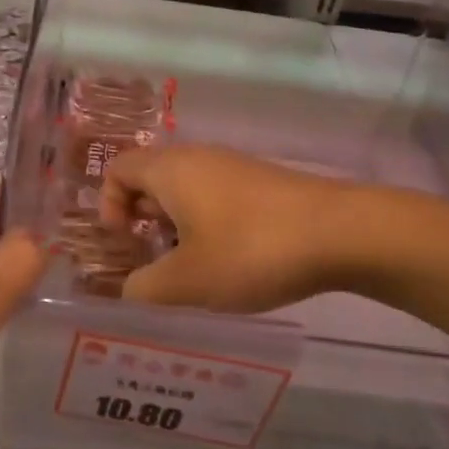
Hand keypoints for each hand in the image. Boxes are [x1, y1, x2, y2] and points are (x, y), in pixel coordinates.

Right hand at [99, 145, 351, 312]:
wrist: (341, 232)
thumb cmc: (250, 250)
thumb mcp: (187, 282)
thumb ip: (144, 289)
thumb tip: (129, 290)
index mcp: (170, 170)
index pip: (117, 168)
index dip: (107, 204)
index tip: (124, 243)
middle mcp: (198, 158)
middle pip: (150, 179)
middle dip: (141, 220)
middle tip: (152, 261)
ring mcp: (234, 168)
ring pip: (186, 191)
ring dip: (176, 226)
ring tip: (190, 269)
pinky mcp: (263, 184)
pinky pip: (217, 198)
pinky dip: (208, 225)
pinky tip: (230, 261)